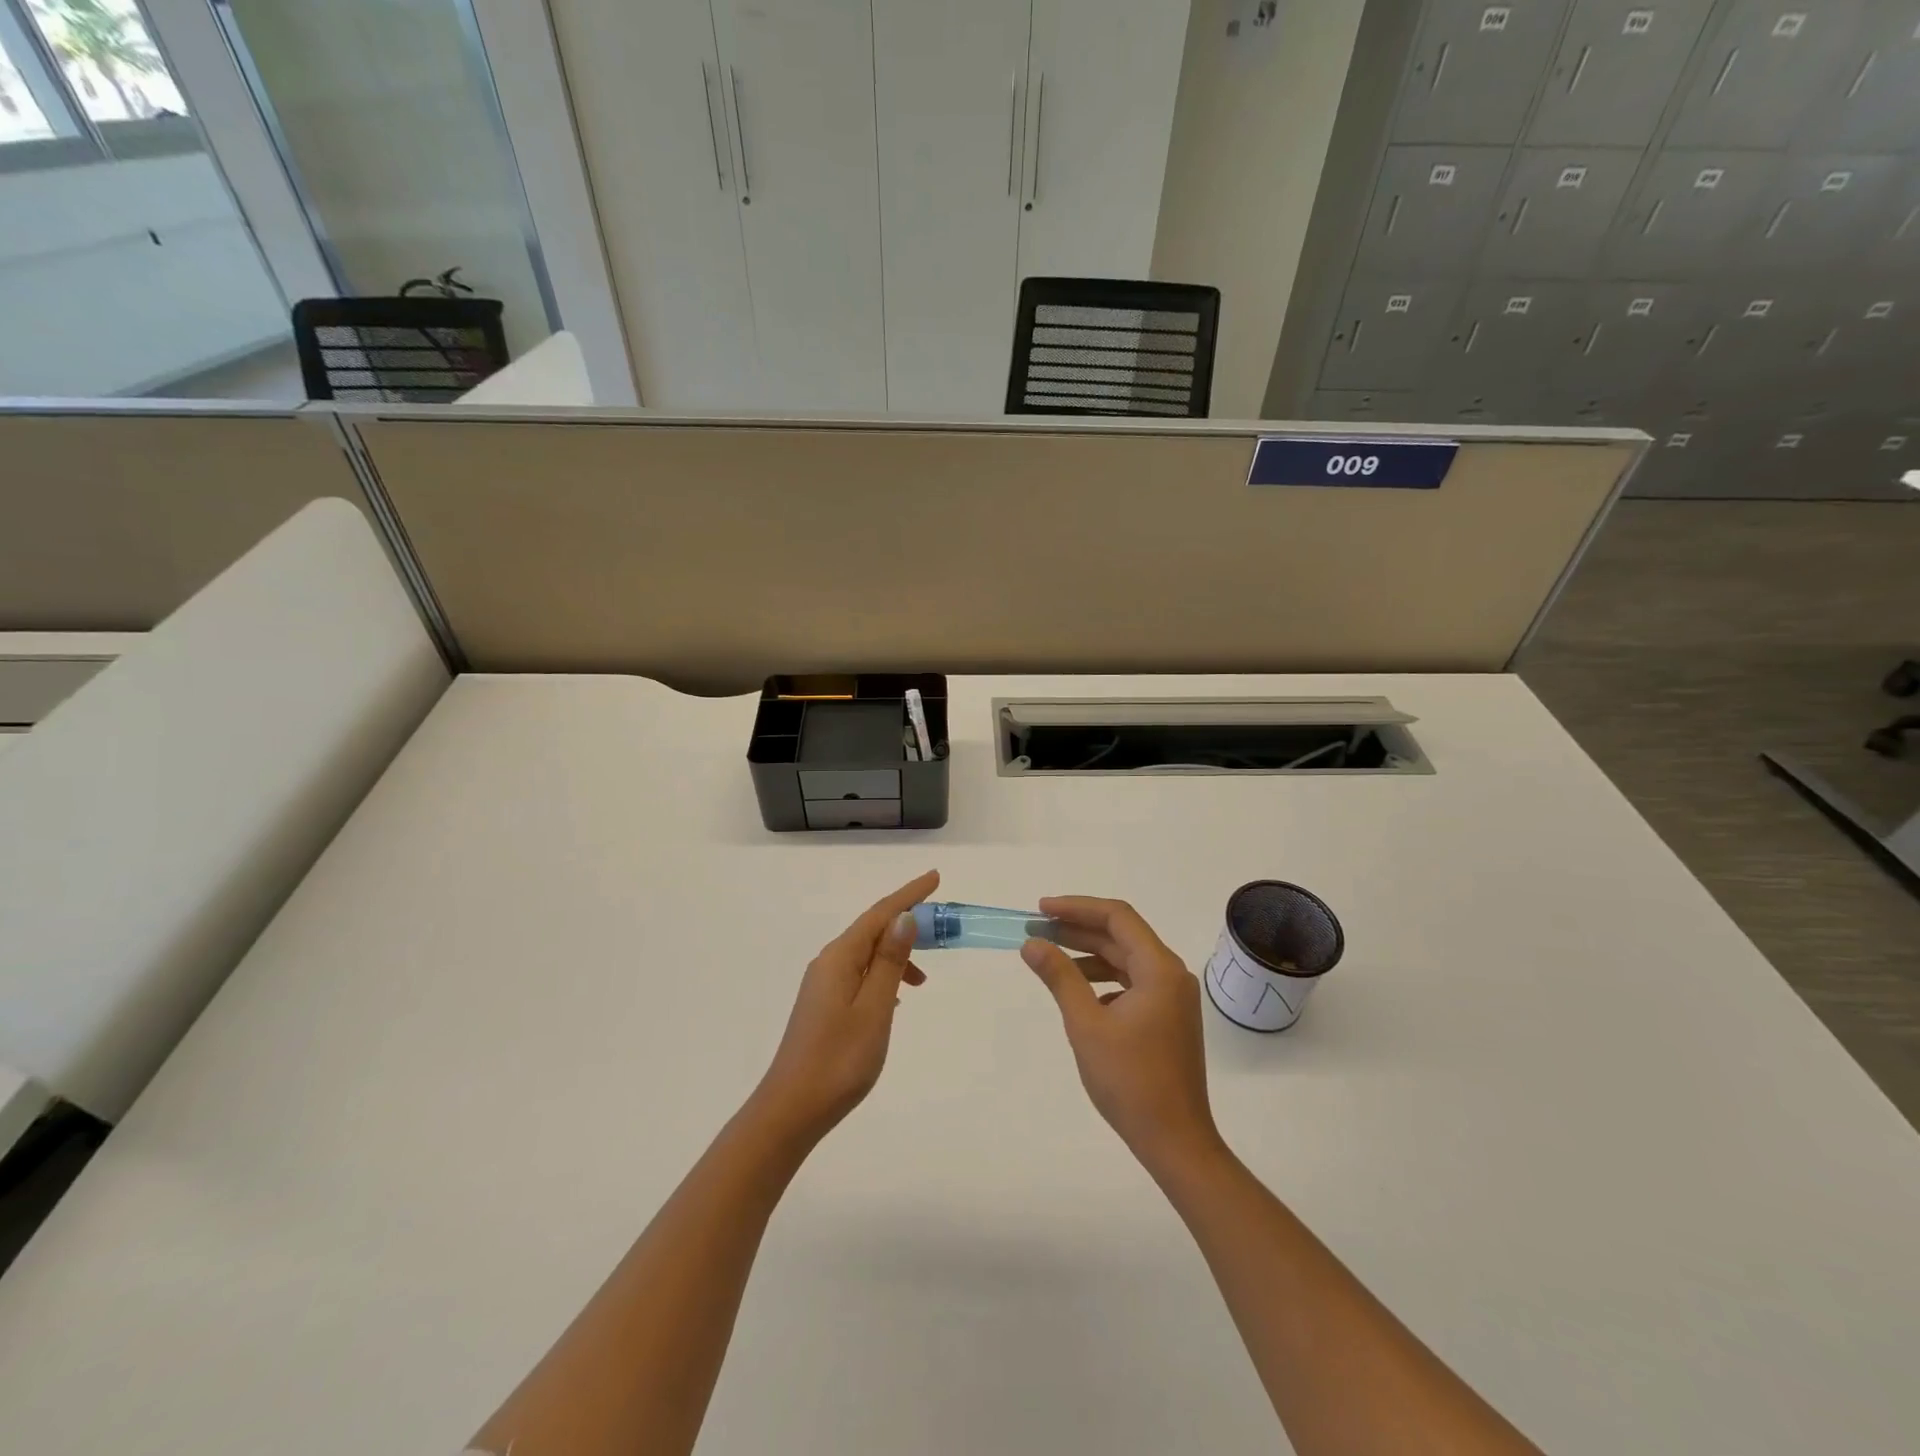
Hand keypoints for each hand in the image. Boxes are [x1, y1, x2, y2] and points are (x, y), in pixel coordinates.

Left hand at [750, 869, 937, 1145]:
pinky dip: (883, 975)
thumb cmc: (839, 1060)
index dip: (909, 895)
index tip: (936, 878)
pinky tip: (896, 996)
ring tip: (925, 976)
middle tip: (942, 927)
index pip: (880, 914)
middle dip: (906, 922)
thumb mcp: (874, 1009)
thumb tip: (904, 918)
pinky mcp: (824, 1006)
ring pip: (867, 954)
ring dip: (897, 954)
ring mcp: (823, 985)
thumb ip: (890, 962)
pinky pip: (860, 974)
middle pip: (873, 930)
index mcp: (840, 958)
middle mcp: (828, 963)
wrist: (791, 1110)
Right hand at [1022, 896, 1223, 1176]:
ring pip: (1126, 959)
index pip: (1117, 917)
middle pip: (1122, 936)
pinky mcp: (1168, 1018)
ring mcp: (1173, 997)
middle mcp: (1171, 974)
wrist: (1175, 1141)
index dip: (1077, 908)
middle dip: (1078, 930)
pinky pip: (1132, 982)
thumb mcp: (1086, 1024)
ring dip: (1088, 954)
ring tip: (1050, 957)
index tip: (1041, 910)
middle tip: (1037, 930)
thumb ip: (1059, 977)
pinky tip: (1079, 993)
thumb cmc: (1130, 1081)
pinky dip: (1103, 979)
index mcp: (1159, 969)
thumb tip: (1032, 943)